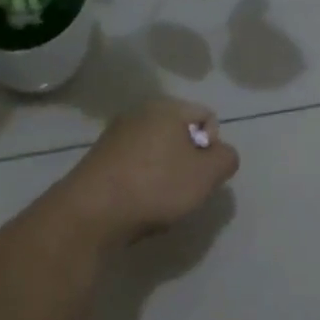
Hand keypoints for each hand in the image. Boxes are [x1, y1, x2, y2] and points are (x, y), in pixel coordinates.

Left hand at [58, 99, 240, 245]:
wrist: (92, 212)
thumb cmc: (157, 186)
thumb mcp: (208, 174)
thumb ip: (226, 158)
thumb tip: (220, 154)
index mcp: (166, 107)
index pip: (207, 117)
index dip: (214, 146)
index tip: (204, 172)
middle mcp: (138, 114)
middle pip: (181, 135)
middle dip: (189, 163)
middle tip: (186, 190)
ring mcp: (114, 137)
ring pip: (157, 154)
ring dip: (166, 176)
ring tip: (161, 202)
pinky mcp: (99, 161)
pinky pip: (135, 169)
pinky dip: (143, 184)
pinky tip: (139, 205)